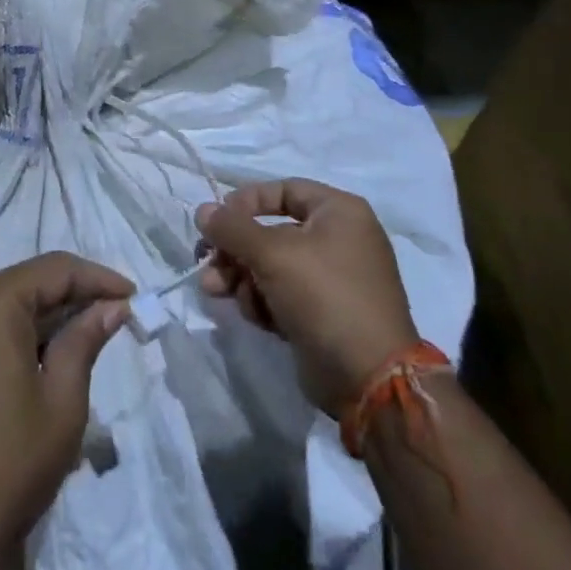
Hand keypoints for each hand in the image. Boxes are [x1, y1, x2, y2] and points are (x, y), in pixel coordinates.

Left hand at [0, 252, 133, 562]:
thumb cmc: (11, 463)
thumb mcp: (62, 399)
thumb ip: (85, 339)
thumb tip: (112, 307)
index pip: (52, 270)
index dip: (96, 278)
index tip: (132, 294)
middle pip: (23, 283)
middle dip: (69, 297)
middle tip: (112, 315)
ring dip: (40, 316)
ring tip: (82, 335)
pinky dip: (9, 333)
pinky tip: (39, 355)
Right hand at [197, 179, 417, 415]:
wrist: (369, 379)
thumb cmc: (324, 297)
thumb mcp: (273, 254)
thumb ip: (232, 228)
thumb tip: (202, 210)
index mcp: (340, 212)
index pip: (283, 190)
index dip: (246, 202)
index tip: (216, 221)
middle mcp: (339, 239)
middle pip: (271, 232)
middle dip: (235, 250)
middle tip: (206, 263)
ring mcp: (332, 279)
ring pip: (271, 266)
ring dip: (241, 277)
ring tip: (216, 292)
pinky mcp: (323, 313)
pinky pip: (282, 295)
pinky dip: (263, 301)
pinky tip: (254, 317)